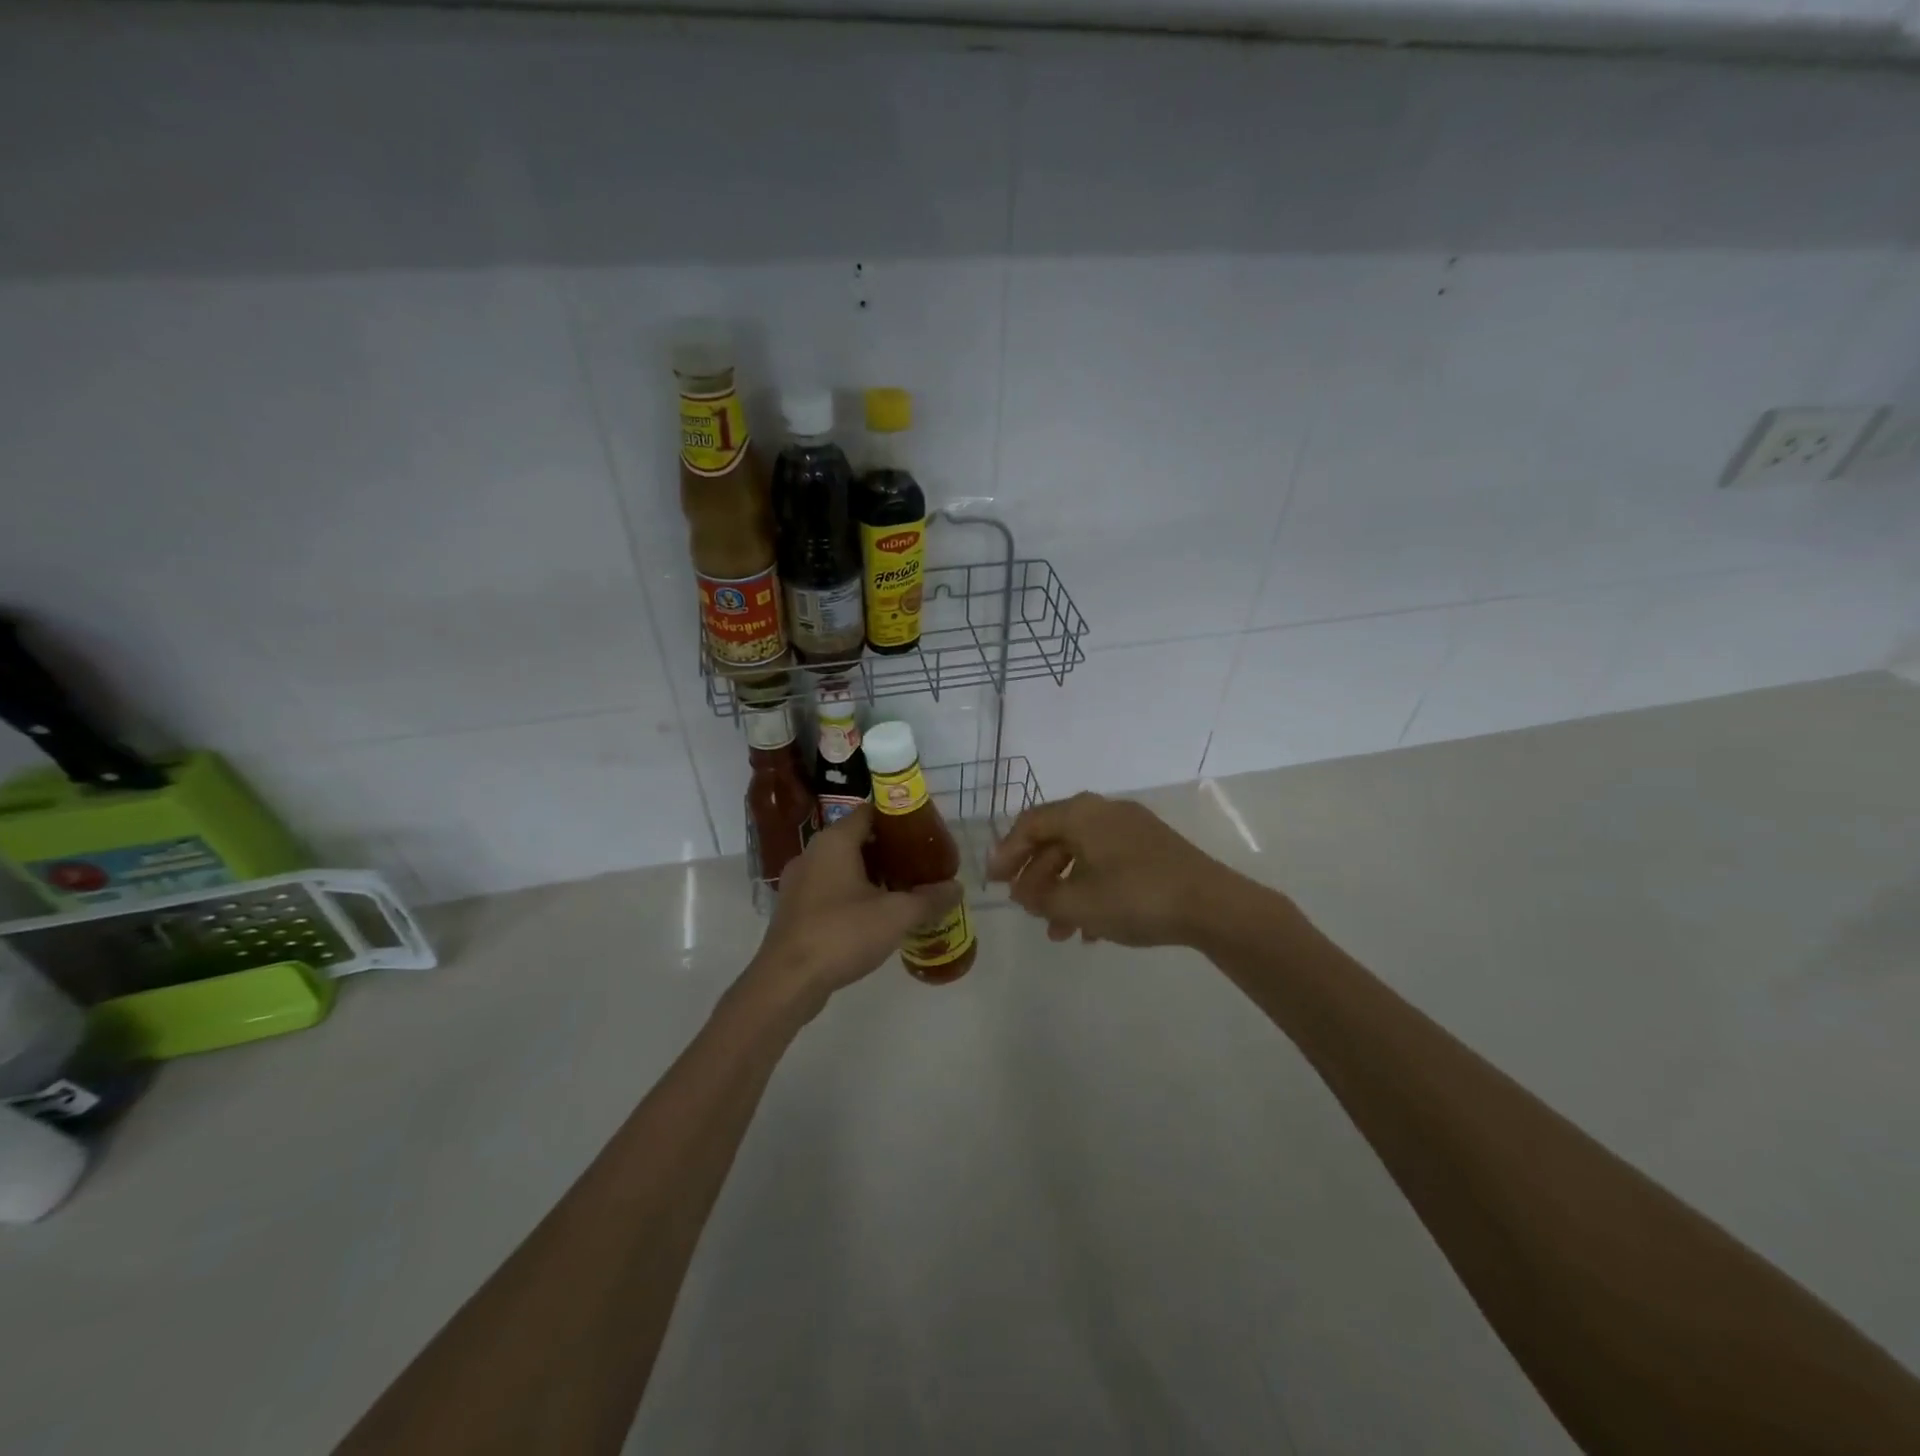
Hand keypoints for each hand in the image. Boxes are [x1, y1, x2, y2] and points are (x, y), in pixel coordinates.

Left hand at [743, 804, 962, 1017]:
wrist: (787, 981)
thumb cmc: (842, 933)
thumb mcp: (896, 915)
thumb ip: (929, 899)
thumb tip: (957, 888)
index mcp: (835, 841)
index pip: (870, 812)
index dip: (899, 819)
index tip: (924, 834)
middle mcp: (813, 853)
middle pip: (857, 839)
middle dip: (890, 851)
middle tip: (921, 865)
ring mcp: (800, 882)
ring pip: (843, 867)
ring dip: (872, 875)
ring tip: (904, 890)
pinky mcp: (795, 909)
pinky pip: (830, 889)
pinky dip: (854, 894)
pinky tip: (876, 916)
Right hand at [985, 792, 1224, 947]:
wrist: (1211, 905)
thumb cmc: (1134, 896)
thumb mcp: (1077, 903)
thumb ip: (1040, 897)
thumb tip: (1025, 893)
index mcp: (1081, 814)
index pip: (1030, 824)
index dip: (1007, 853)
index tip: (993, 883)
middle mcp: (1104, 812)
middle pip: (1055, 840)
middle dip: (1036, 878)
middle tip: (1025, 909)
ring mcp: (1131, 829)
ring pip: (1082, 857)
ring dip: (1063, 892)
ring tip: (1056, 932)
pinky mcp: (1152, 849)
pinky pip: (1108, 865)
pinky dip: (1091, 892)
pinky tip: (1091, 930)